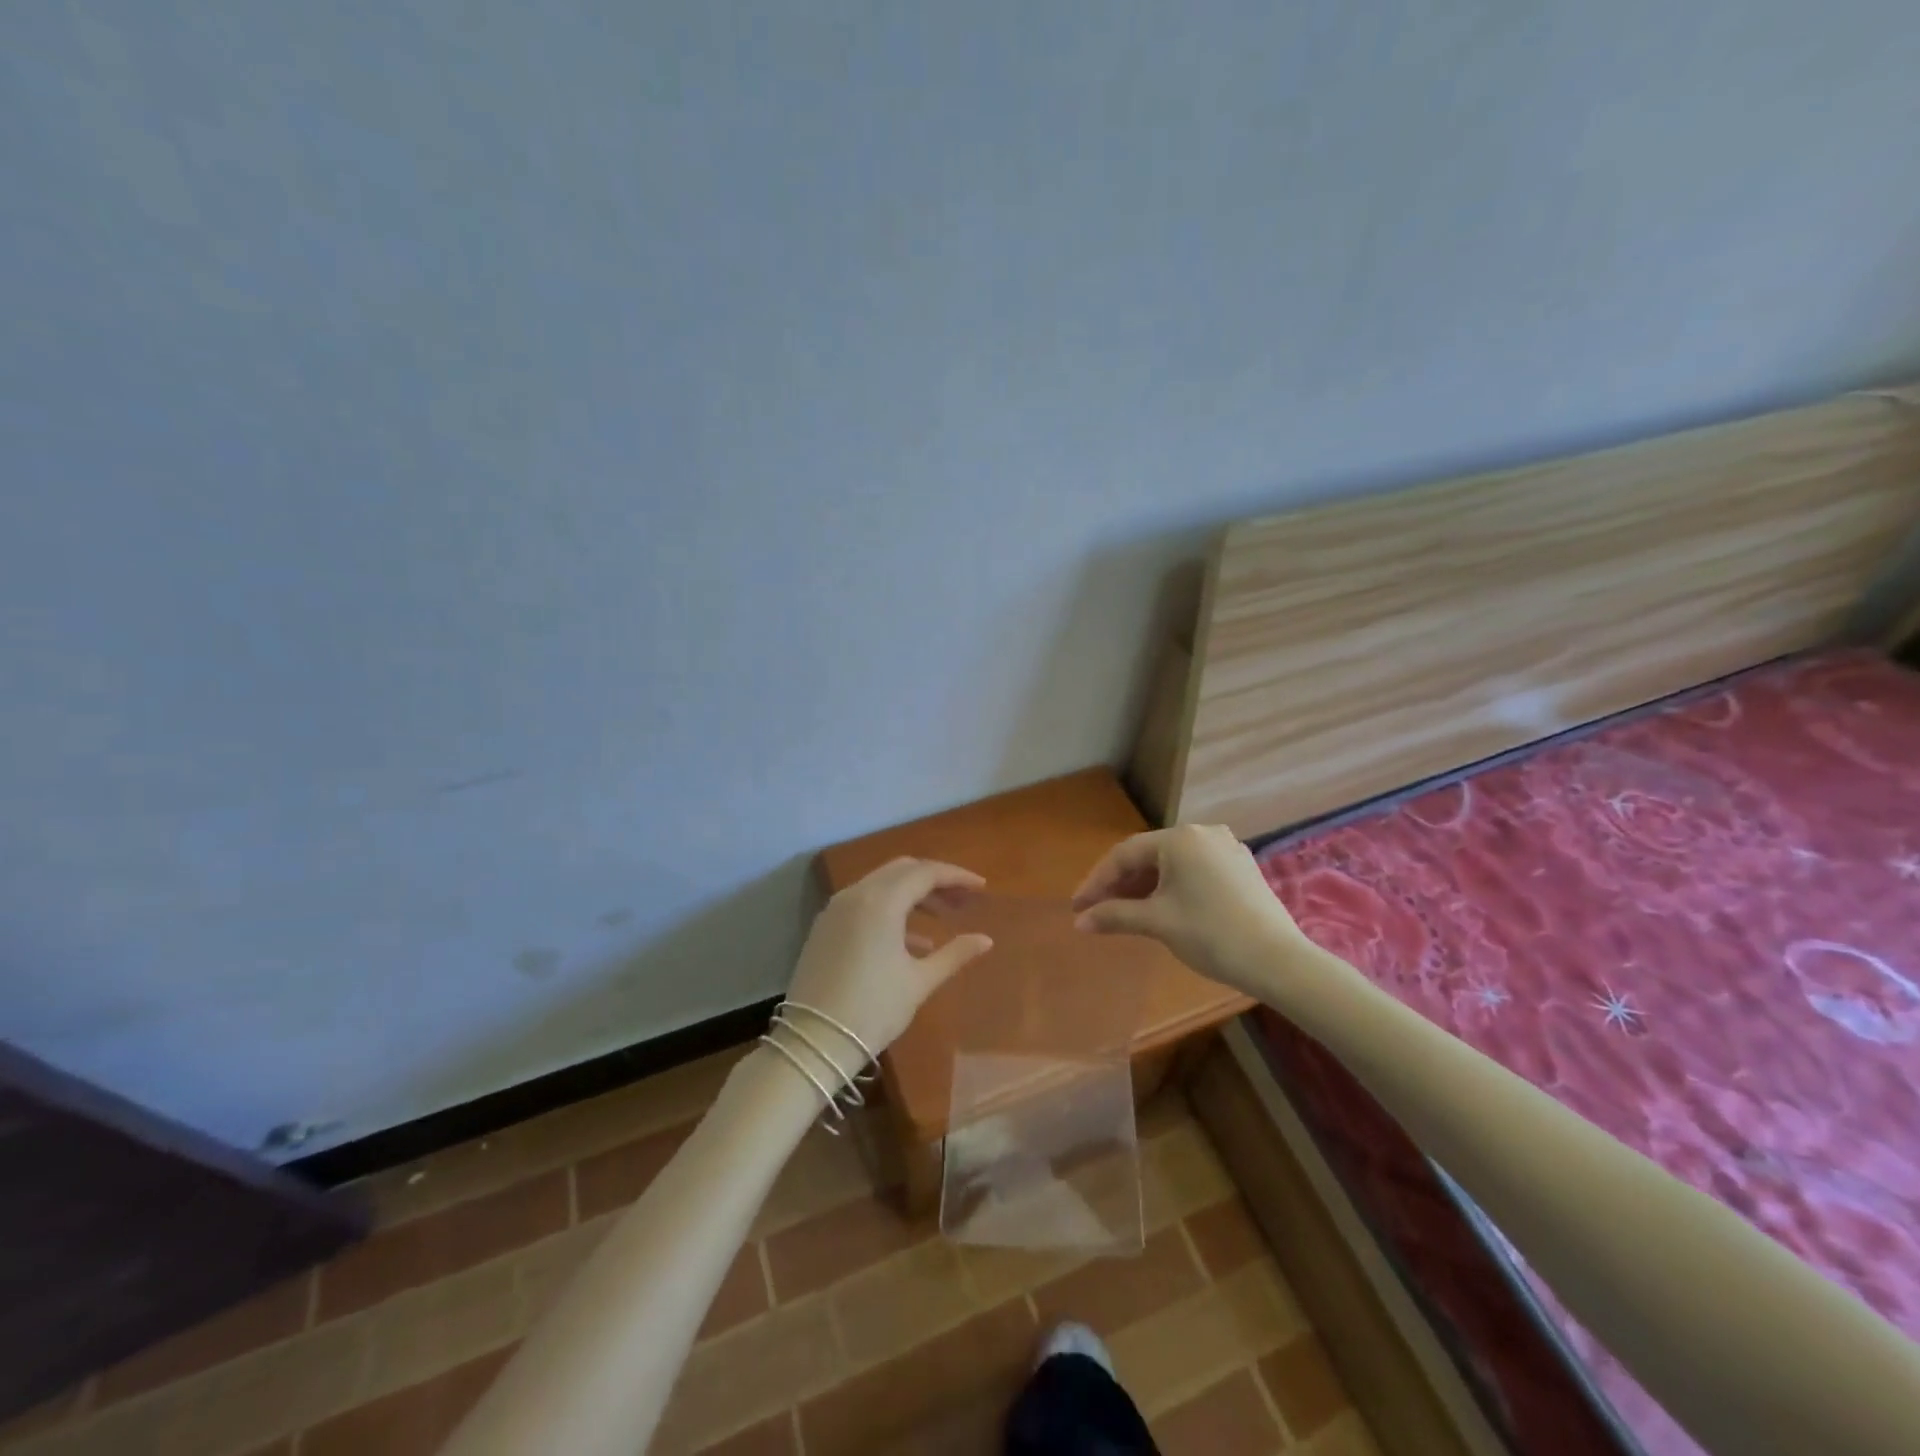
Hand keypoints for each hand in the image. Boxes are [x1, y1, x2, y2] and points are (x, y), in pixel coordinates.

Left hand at [783, 857, 994, 1076]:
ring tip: (943, 918)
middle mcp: (856, 894)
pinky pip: (864, 902)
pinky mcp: (825, 926)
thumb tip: (985, 940)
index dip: (957, 876)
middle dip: (935, 880)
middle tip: (963, 900)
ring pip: (882, 884)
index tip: (982, 887)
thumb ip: (955, 954)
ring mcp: (836, 908)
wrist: (812, 1042)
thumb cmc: (873, 1010)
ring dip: (913, 894)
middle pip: (903, 871)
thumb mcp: (919, 982)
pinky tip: (913, 941)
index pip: (926, 873)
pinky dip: (890, 909)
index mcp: (881, 901)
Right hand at [1070, 825, 1306, 994]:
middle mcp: (1203, 833)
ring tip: (1124, 911)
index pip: (1125, 854)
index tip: (1078, 906)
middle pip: (1148, 855)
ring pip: (1172, 863)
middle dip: (1120, 883)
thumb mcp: (1157, 922)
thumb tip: (1080, 922)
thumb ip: (1115, 915)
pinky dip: (1172, 886)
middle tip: (1097, 909)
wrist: (1278, 960)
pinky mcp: (1241, 867)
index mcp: (1180, 838)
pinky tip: (1161, 907)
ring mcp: (1226, 848)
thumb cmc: (1211, 934)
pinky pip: (1194, 870)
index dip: (1097, 880)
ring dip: (1145, 886)